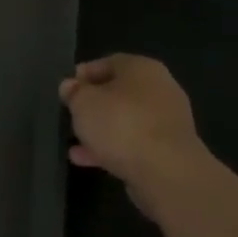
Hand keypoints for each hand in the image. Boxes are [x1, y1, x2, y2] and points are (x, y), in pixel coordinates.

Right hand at [59, 55, 211, 214]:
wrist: (167, 174)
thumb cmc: (121, 124)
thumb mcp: (83, 102)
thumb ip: (74, 92)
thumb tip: (71, 87)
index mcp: (142, 68)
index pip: (108, 63)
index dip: (84, 75)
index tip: (67, 91)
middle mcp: (160, 90)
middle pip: (119, 94)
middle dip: (94, 106)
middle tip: (72, 116)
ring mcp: (168, 123)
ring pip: (126, 122)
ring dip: (101, 132)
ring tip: (75, 144)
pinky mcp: (170, 153)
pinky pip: (135, 145)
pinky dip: (113, 150)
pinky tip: (87, 160)